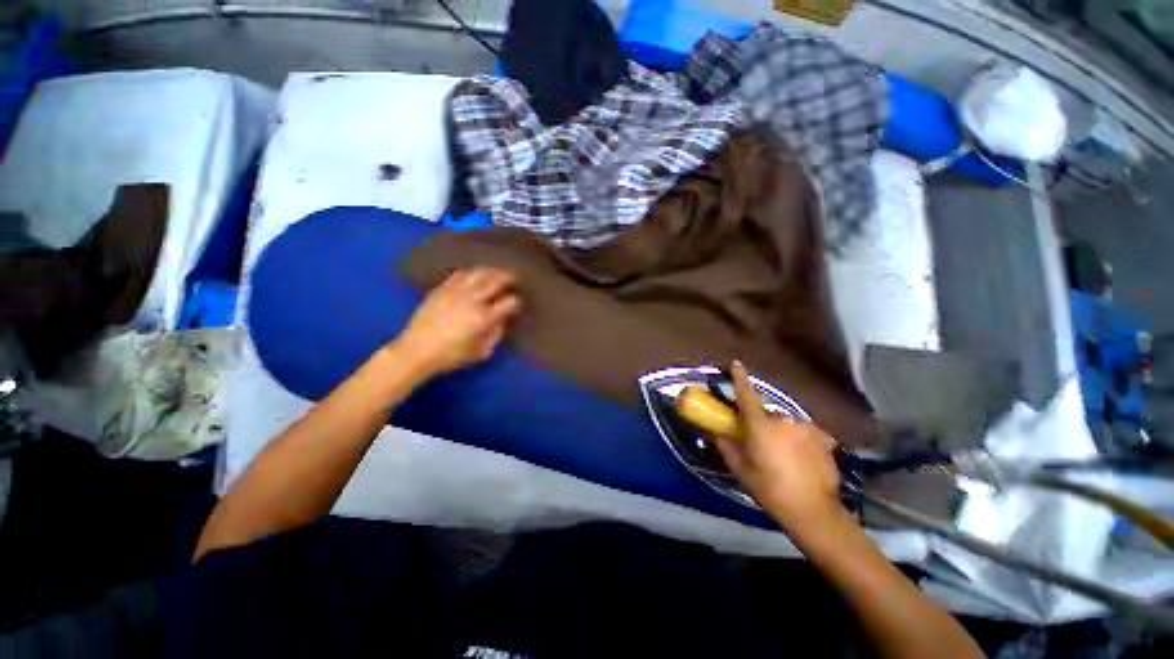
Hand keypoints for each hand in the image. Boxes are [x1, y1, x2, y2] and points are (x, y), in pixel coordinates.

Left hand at [394, 268, 521, 376]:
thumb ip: (496, 335)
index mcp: (484, 317)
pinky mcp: (441, 289)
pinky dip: (471, 272)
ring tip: (496, 272)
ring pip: (478, 273)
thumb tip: (502, 321)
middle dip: (508, 278)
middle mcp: (472, 300)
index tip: (517, 303)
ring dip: (491, 271)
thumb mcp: (481, 352)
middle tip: (514, 277)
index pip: (509, 302)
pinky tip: (474, 274)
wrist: (416, 351)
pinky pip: (459, 274)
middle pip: (495, 281)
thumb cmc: (451, 356)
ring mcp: (455, 292)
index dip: (516, 301)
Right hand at [714, 360, 846, 531]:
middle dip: (762, 423)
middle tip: (760, 442)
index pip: (747, 395)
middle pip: (768, 414)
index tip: (736, 363)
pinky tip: (802, 459)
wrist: (813, 511)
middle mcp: (784, 419)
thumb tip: (717, 432)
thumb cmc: (770, 489)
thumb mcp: (741, 469)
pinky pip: (805, 432)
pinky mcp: (824, 438)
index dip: (740, 377)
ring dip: (782, 432)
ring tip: (784, 455)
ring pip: (787, 424)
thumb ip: (727, 446)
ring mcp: (807, 427)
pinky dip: (800, 440)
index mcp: (761, 425)